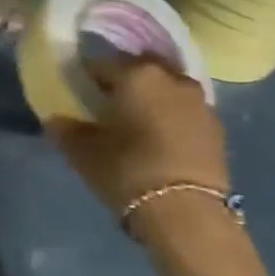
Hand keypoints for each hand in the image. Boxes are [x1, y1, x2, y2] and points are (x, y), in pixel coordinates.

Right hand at [46, 55, 229, 217]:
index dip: (85, 76)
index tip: (76, 92)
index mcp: (136, 75)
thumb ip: (65, 129)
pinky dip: (170, 117)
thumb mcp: (82, 151)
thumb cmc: (126, 170)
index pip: (101, 63)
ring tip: (134, 122)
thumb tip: (56, 119)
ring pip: (166, 88)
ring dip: (151, 98)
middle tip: (105, 104)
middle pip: (139, 69)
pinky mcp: (217, 128)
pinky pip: (185, 111)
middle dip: (122, 81)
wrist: (186, 212)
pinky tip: (158, 140)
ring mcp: (200, 102)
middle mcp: (171, 78)